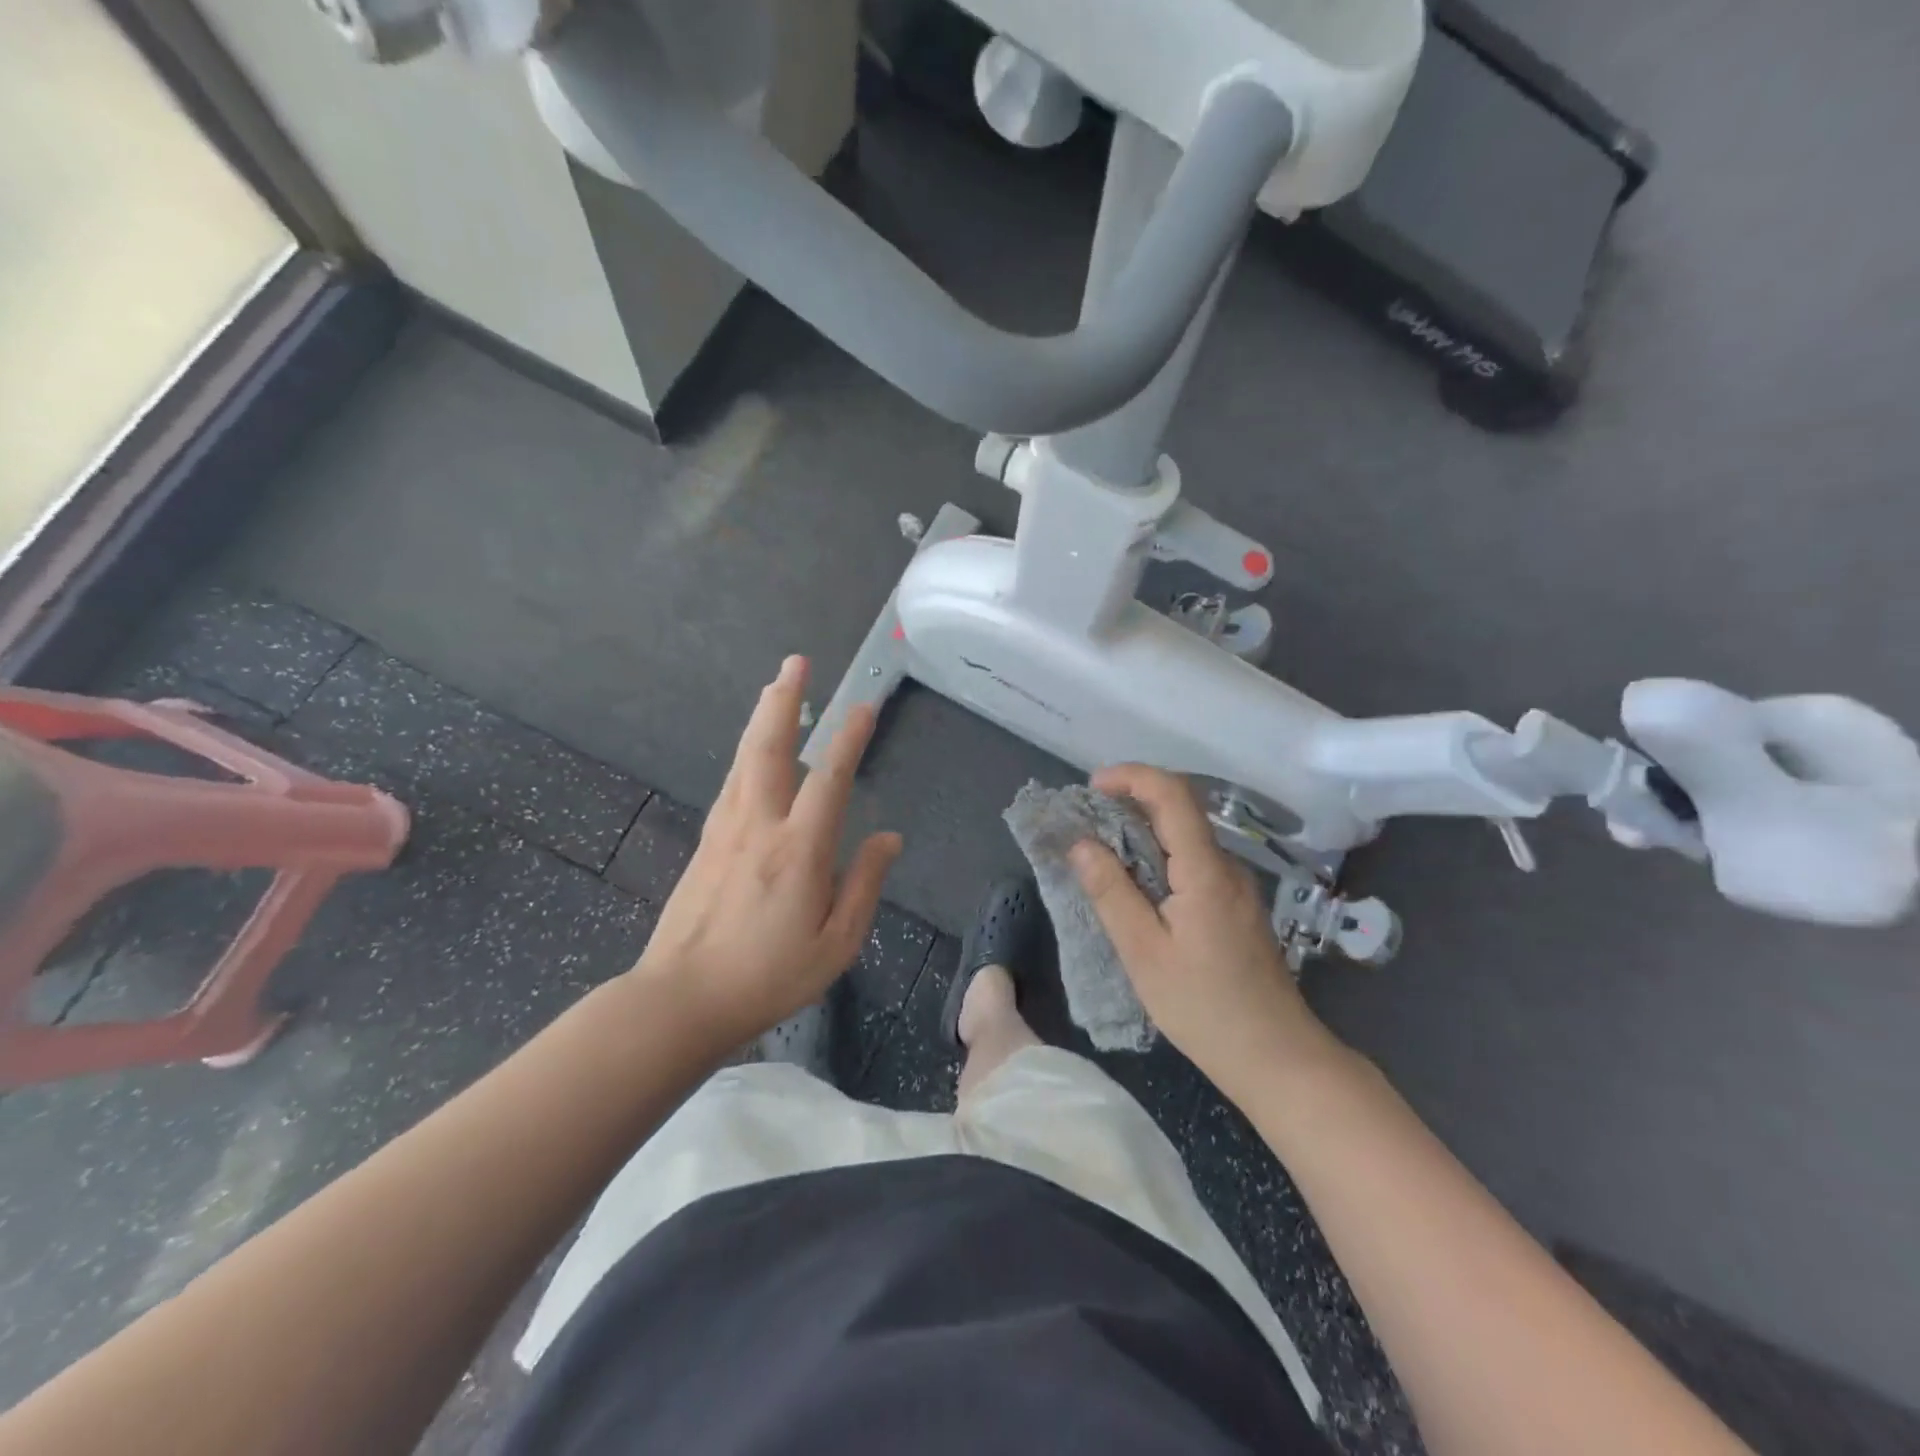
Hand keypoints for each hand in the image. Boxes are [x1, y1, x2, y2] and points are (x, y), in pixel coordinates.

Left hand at [630, 656, 901, 1050]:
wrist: (681, 999)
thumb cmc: (768, 977)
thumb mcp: (835, 944)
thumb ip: (864, 885)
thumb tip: (889, 838)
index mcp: (798, 850)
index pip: (828, 779)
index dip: (848, 738)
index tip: (864, 704)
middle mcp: (759, 826)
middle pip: (770, 748)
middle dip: (785, 701)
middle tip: (796, 662)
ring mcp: (726, 830)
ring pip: (745, 759)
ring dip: (762, 718)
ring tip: (776, 687)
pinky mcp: (706, 842)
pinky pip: (732, 783)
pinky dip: (747, 753)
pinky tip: (753, 750)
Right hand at [1070, 765, 1338, 1093]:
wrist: (1277, 1057)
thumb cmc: (1204, 1008)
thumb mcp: (1143, 953)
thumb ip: (1111, 892)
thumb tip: (1081, 843)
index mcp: (1206, 871)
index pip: (1173, 794)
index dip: (1131, 776)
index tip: (1092, 786)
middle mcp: (1227, 867)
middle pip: (1181, 810)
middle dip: (1131, 801)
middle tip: (1086, 822)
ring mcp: (1237, 886)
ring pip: (1187, 837)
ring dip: (1144, 831)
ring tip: (1102, 853)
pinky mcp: (1237, 906)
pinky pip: (1194, 862)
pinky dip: (1160, 857)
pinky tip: (1137, 886)